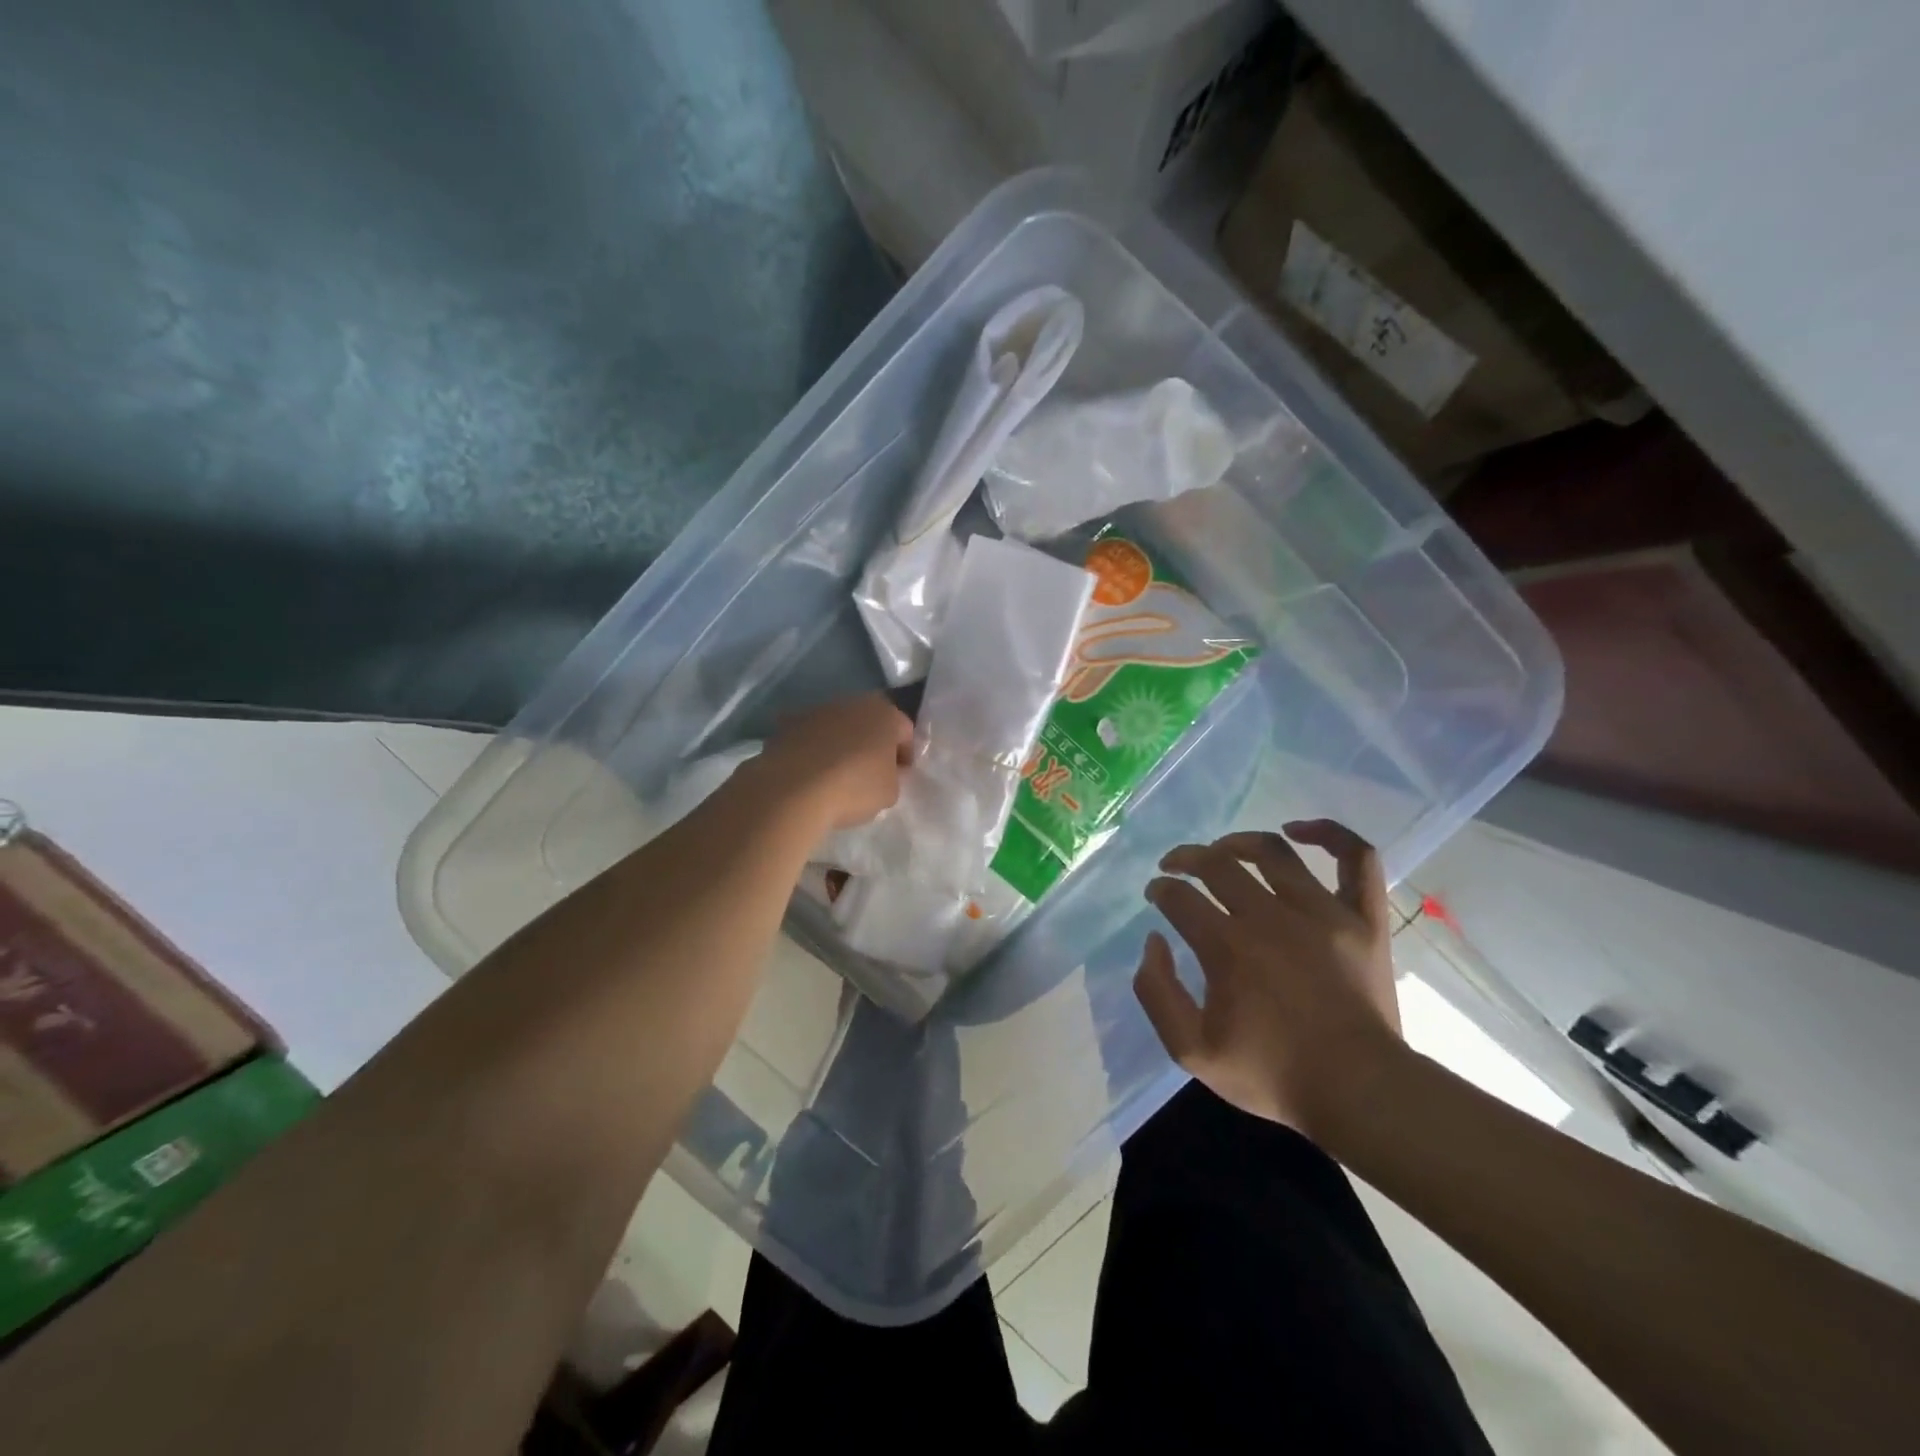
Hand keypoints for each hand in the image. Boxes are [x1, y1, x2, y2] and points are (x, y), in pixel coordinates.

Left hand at [754, 692, 913, 830]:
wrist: (794, 788)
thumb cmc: (853, 787)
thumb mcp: (890, 792)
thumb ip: (894, 776)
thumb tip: (888, 770)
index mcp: (885, 714)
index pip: (905, 731)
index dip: (905, 755)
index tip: (900, 775)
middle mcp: (853, 702)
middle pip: (870, 721)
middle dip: (872, 742)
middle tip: (871, 770)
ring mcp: (818, 709)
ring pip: (838, 724)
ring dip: (842, 741)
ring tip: (837, 771)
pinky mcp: (789, 722)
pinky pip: (811, 734)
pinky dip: (813, 747)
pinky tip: (811, 771)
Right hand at [1134, 820, 1403, 1139]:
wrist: (1360, 1093)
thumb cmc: (1273, 1073)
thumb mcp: (1191, 1050)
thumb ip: (1157, 993)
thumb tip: (1153, 942)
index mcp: (1227, 946)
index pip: (1179, 897)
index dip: (1160, 890)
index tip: (1156, 895)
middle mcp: (1269, 916)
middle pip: (1216, 864)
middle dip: (1185, 858)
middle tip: (1174, 867)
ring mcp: (1321, 912)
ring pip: (1272, 852)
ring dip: (1237, 842)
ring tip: (1222, 849)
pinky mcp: (1362, 918)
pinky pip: (1355, 858)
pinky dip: (1329, 834)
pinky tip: (1299, 830)